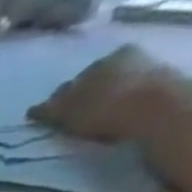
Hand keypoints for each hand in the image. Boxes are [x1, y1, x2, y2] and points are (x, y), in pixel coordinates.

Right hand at [29, 45, 183, 142]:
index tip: (51, 119)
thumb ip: (51, 110)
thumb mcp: (71, 111)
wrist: (156, 110)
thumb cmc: (107, 109)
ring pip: (114, 92)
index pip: (74, 82)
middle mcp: (125, 61)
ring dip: (102, 108)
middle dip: (82, 102)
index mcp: (103, 61)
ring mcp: (145, 74)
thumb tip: (32, 111)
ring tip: (91, 129)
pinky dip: (119, 115)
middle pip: (96, 85)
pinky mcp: (159, 93)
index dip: (59, 102)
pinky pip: (130, 104)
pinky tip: (112, 129)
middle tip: (70, 124)